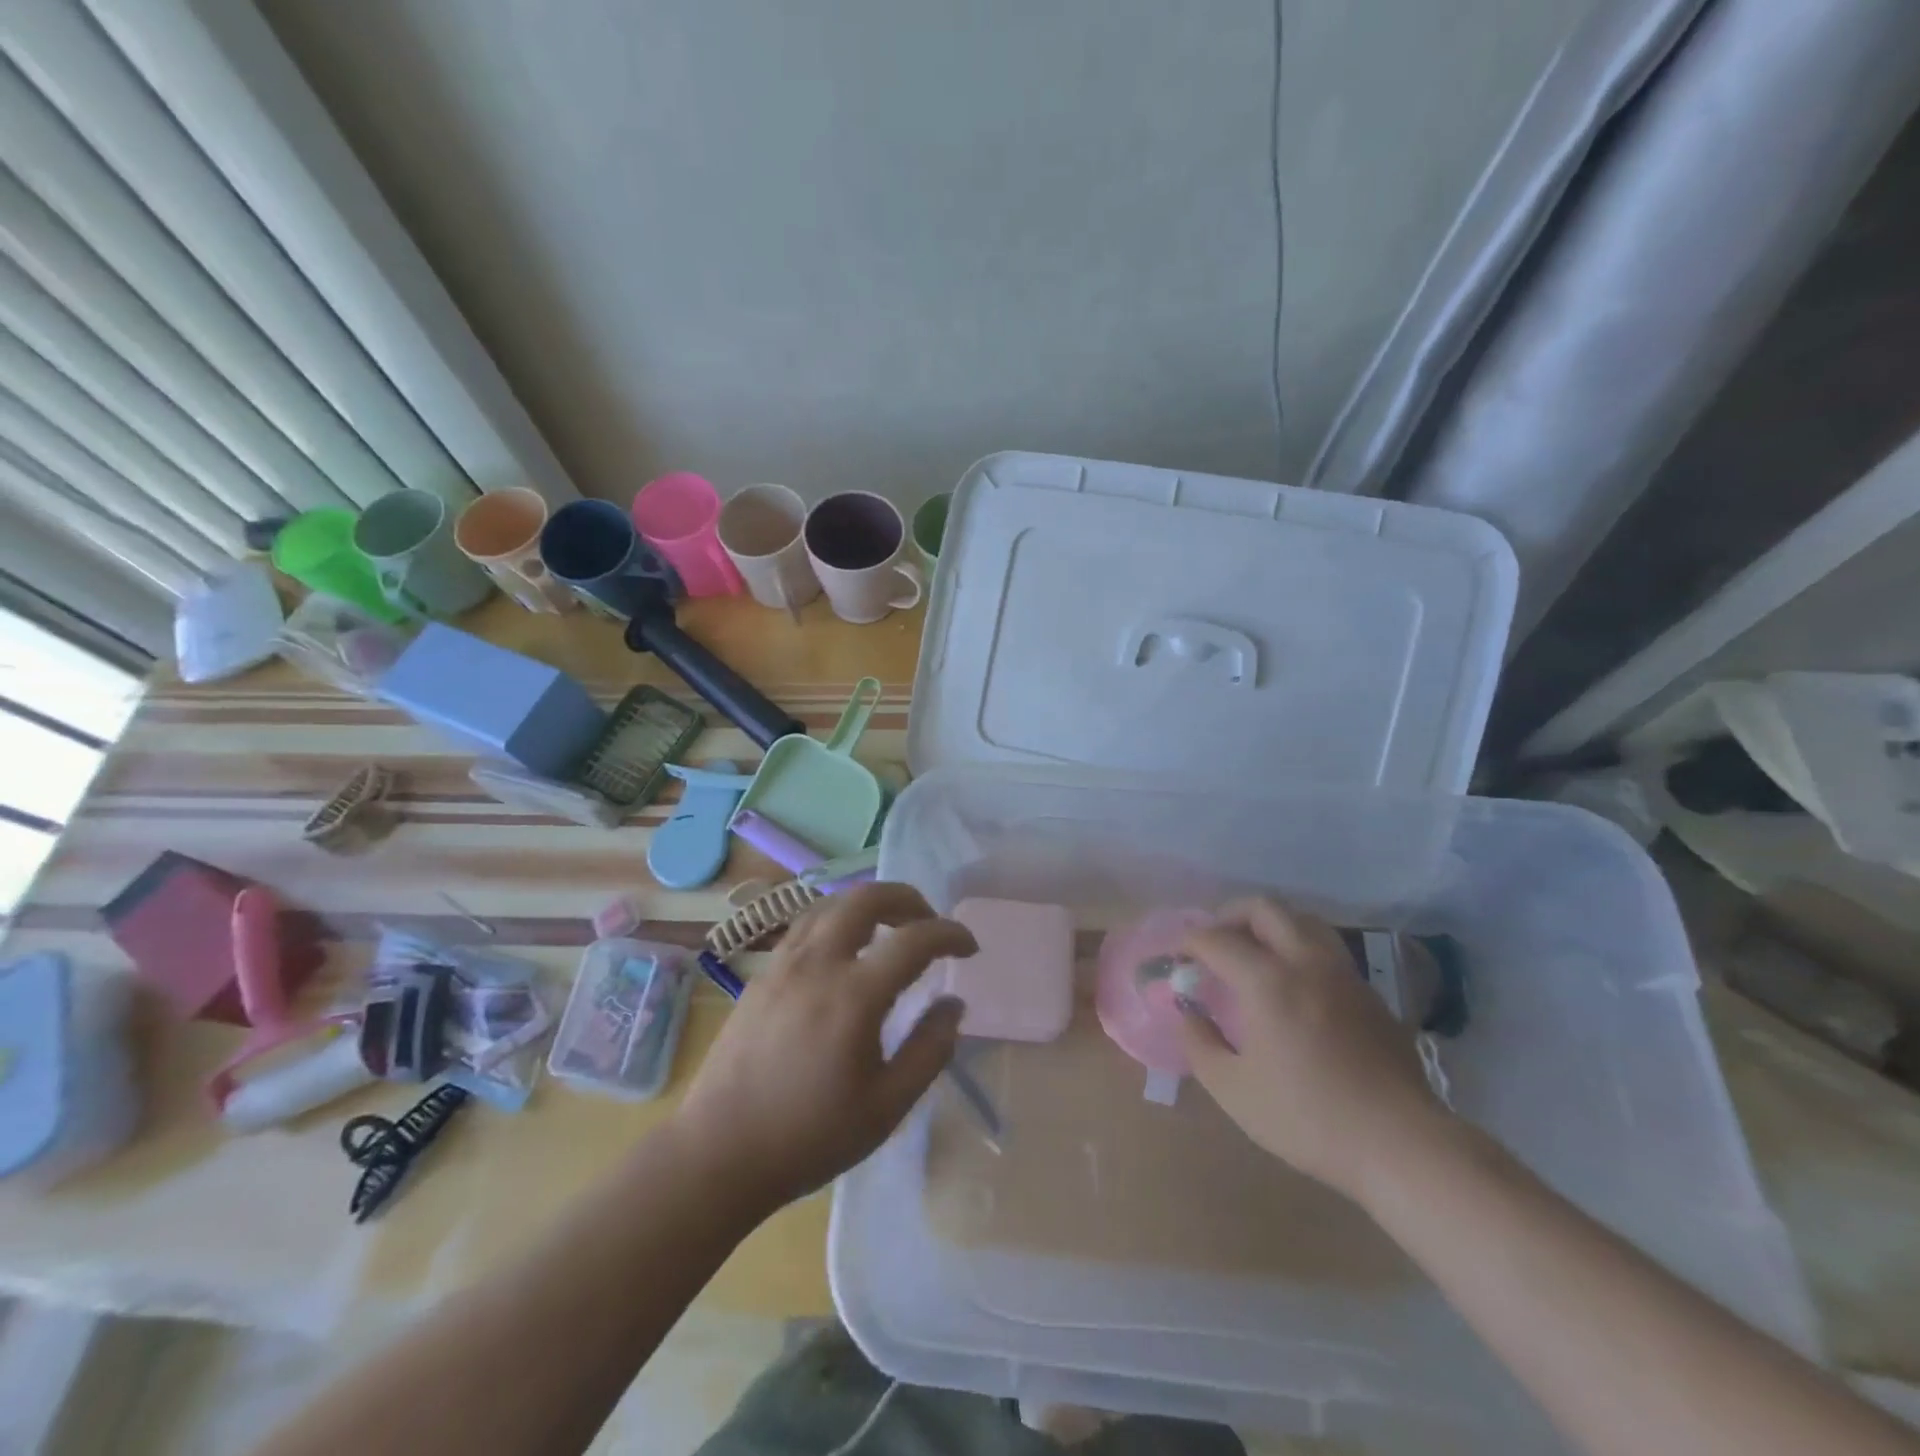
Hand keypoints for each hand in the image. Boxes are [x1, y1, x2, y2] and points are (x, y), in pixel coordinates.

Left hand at [673, 882, 976, 1212]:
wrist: (718, 1153)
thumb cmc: (809, 1136)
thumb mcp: (887, 1107)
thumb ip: (929, 1050)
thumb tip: (954, 1004)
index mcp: (854, 995)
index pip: (914, 939)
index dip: (950, 934)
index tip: (970, 948)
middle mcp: (818, 963)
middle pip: (867, 898)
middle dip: (908, 899)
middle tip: (929, 924)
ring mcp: (784, 964)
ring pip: (832, 904)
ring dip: (870, 904)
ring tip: (891, 929)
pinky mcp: (763, 975)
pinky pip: (806, 924)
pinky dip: (838, 919)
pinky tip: (845, 949)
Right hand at [1177, 898, 1448, 1203]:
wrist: (1401, 1145)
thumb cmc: (1308, 1118)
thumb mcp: (1234, 1091)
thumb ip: (1200, 1045)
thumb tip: (1188, 1013)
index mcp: (1268, 981)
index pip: (1216, 939)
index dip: (1189, 942)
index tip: (1176, 958)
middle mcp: (1306, 962)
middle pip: (1264, 908)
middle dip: (1230, 915)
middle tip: (1214, 942)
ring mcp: (1344, 975)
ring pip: (1303, 921)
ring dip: (1270, 926)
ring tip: (1254, 954)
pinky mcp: (1370, 994)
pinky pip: (1327, 950)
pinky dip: (1299, 949)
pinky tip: (1294, 985)